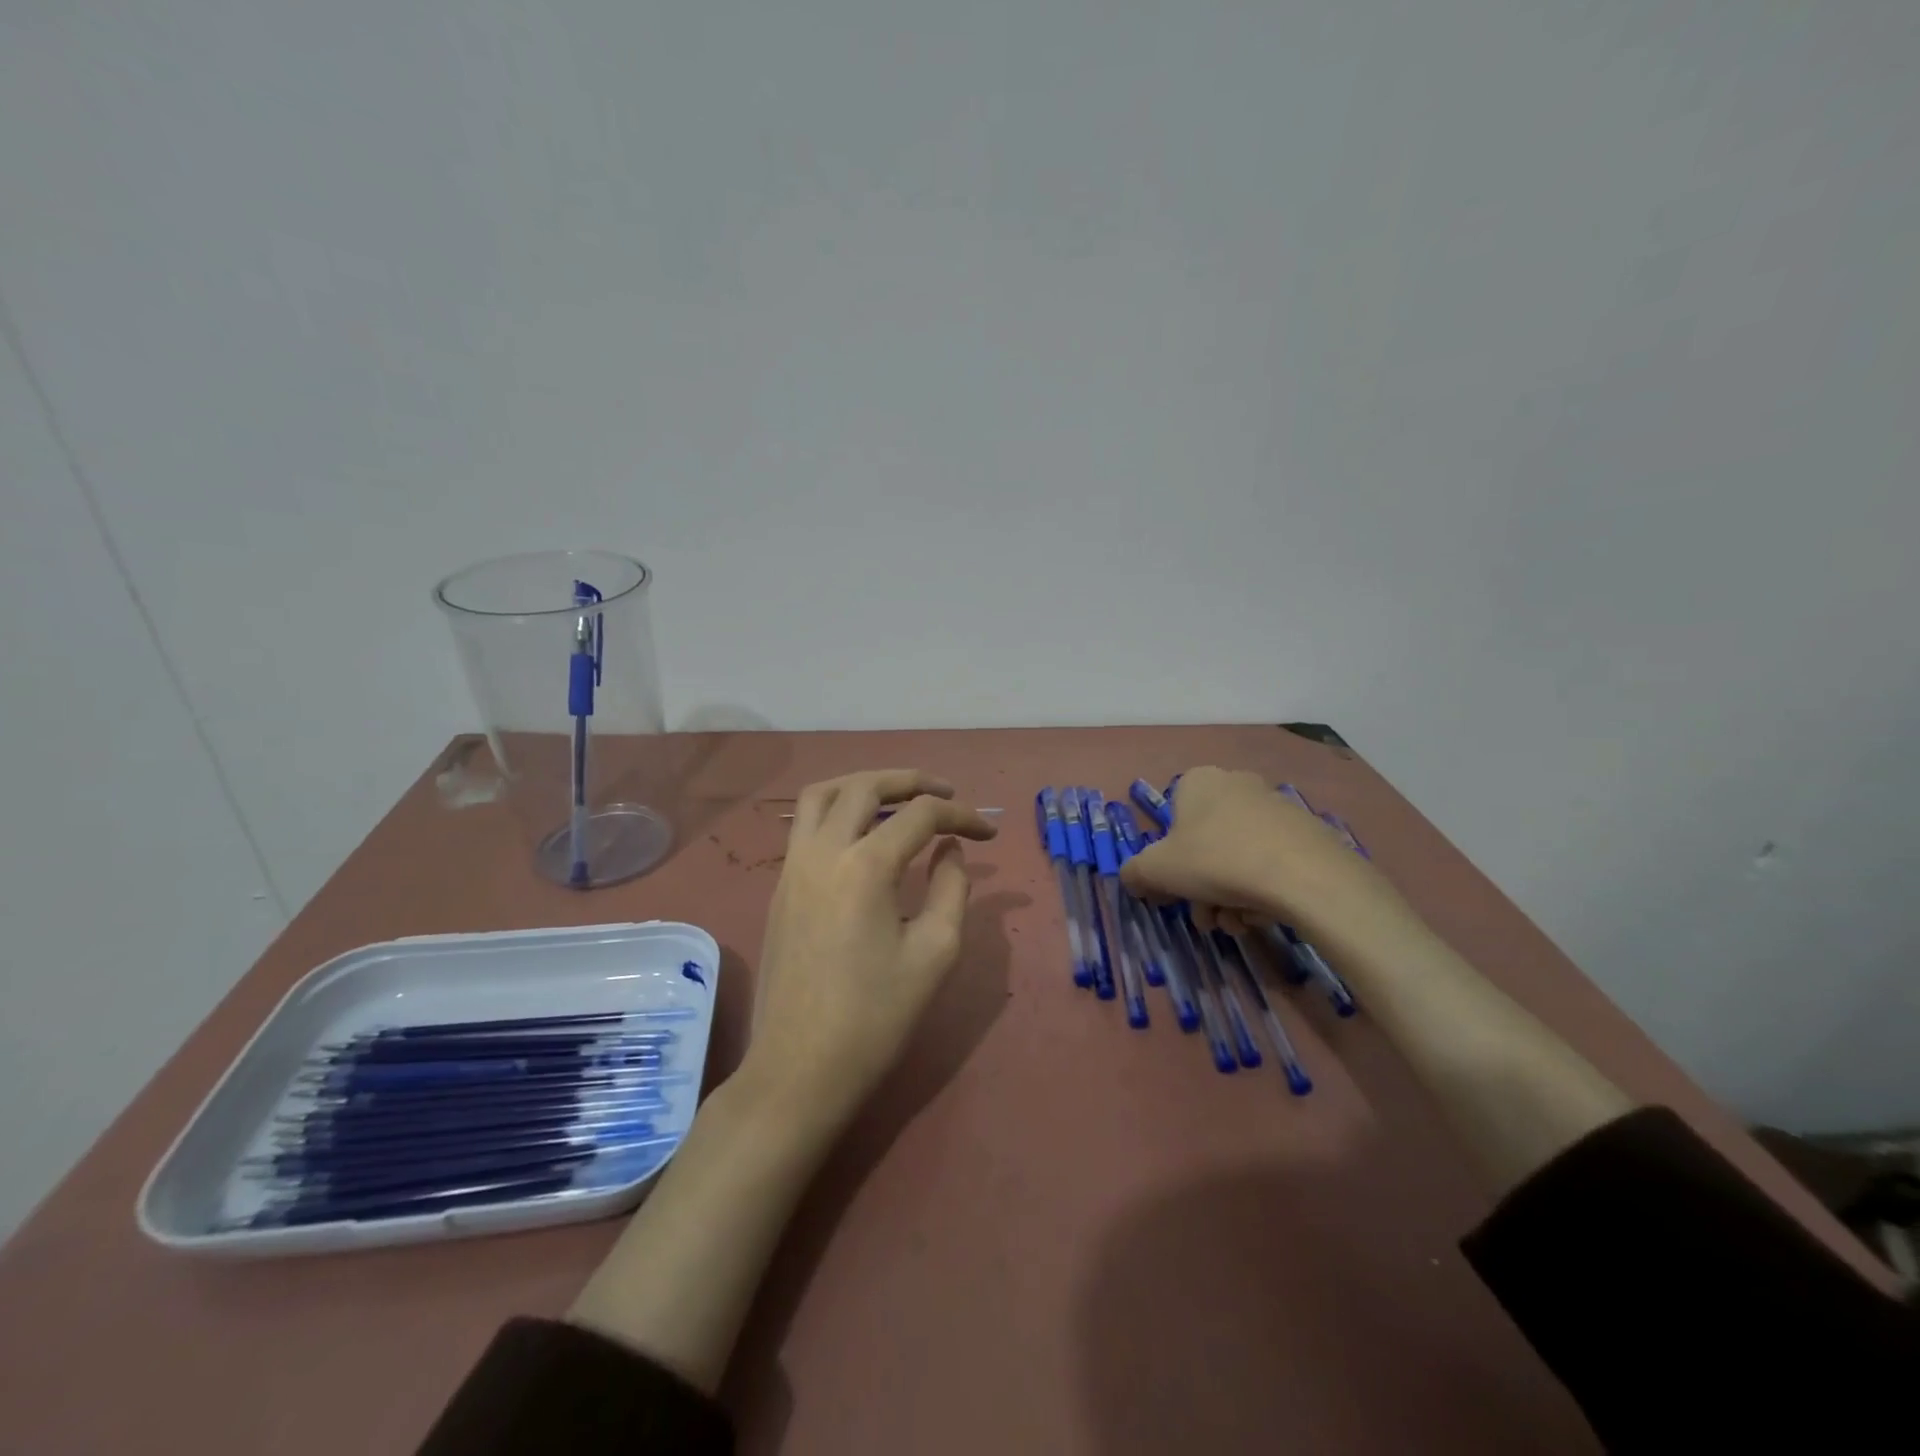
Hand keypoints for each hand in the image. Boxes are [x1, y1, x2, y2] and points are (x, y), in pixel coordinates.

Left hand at [743, 770, 997, 1136]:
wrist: (800, 1068)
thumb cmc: (875, 1017)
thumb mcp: (935, 953)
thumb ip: (951, 888)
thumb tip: (950, 849)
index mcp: (865, 866)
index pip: (921, 814)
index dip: (962, 814)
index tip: (990, 832)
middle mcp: (822, 851)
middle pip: (865, 786)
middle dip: (911, 780)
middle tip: (946, 792)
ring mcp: (793, 866)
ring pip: (823, 794)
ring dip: (864, 784)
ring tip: (898, 798)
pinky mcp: (780, 886)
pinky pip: (806, 823)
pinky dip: (838, 809)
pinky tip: (864, 835)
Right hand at [1120, 766, 1406, 940]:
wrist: (1305, 876)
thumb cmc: (1217, 861)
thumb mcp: (1157, 870)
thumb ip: (1135, 873)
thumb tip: (1135, 880)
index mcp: (1198, 782)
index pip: (1171, 819)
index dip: (1168, 860)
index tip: (1173, 891)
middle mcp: (1237, 785)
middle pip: (1205, 845)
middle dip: (1201, 888)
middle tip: (1206, 916)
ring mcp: (1276, 808)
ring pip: (1237, 859)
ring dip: (1229, 896)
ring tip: (1237, 923)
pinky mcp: (1307, 833)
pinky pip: (1270, 864)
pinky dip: (1261, 891)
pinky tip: (1264, 915)